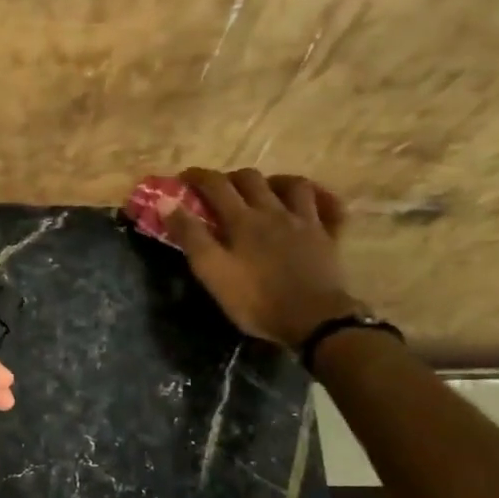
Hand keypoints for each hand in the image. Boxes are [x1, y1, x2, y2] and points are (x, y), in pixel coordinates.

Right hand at [165, 168, 361, 347]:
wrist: (313, 320)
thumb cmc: (255, 300)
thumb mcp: (212, 272)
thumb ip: (190, 236)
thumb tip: (166, 202)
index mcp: (243, 220)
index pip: (216, 186)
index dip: (198, 177)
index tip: (183, 177)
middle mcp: (275, 211)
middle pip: (252, 179)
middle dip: (231, 178)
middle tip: (219, 190)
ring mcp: (307, 222)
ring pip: (294, 185)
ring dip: (275, 181)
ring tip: (265, 191)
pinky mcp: (329, 237)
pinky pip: (331, 207)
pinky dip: (321, 198)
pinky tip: (312, 202)